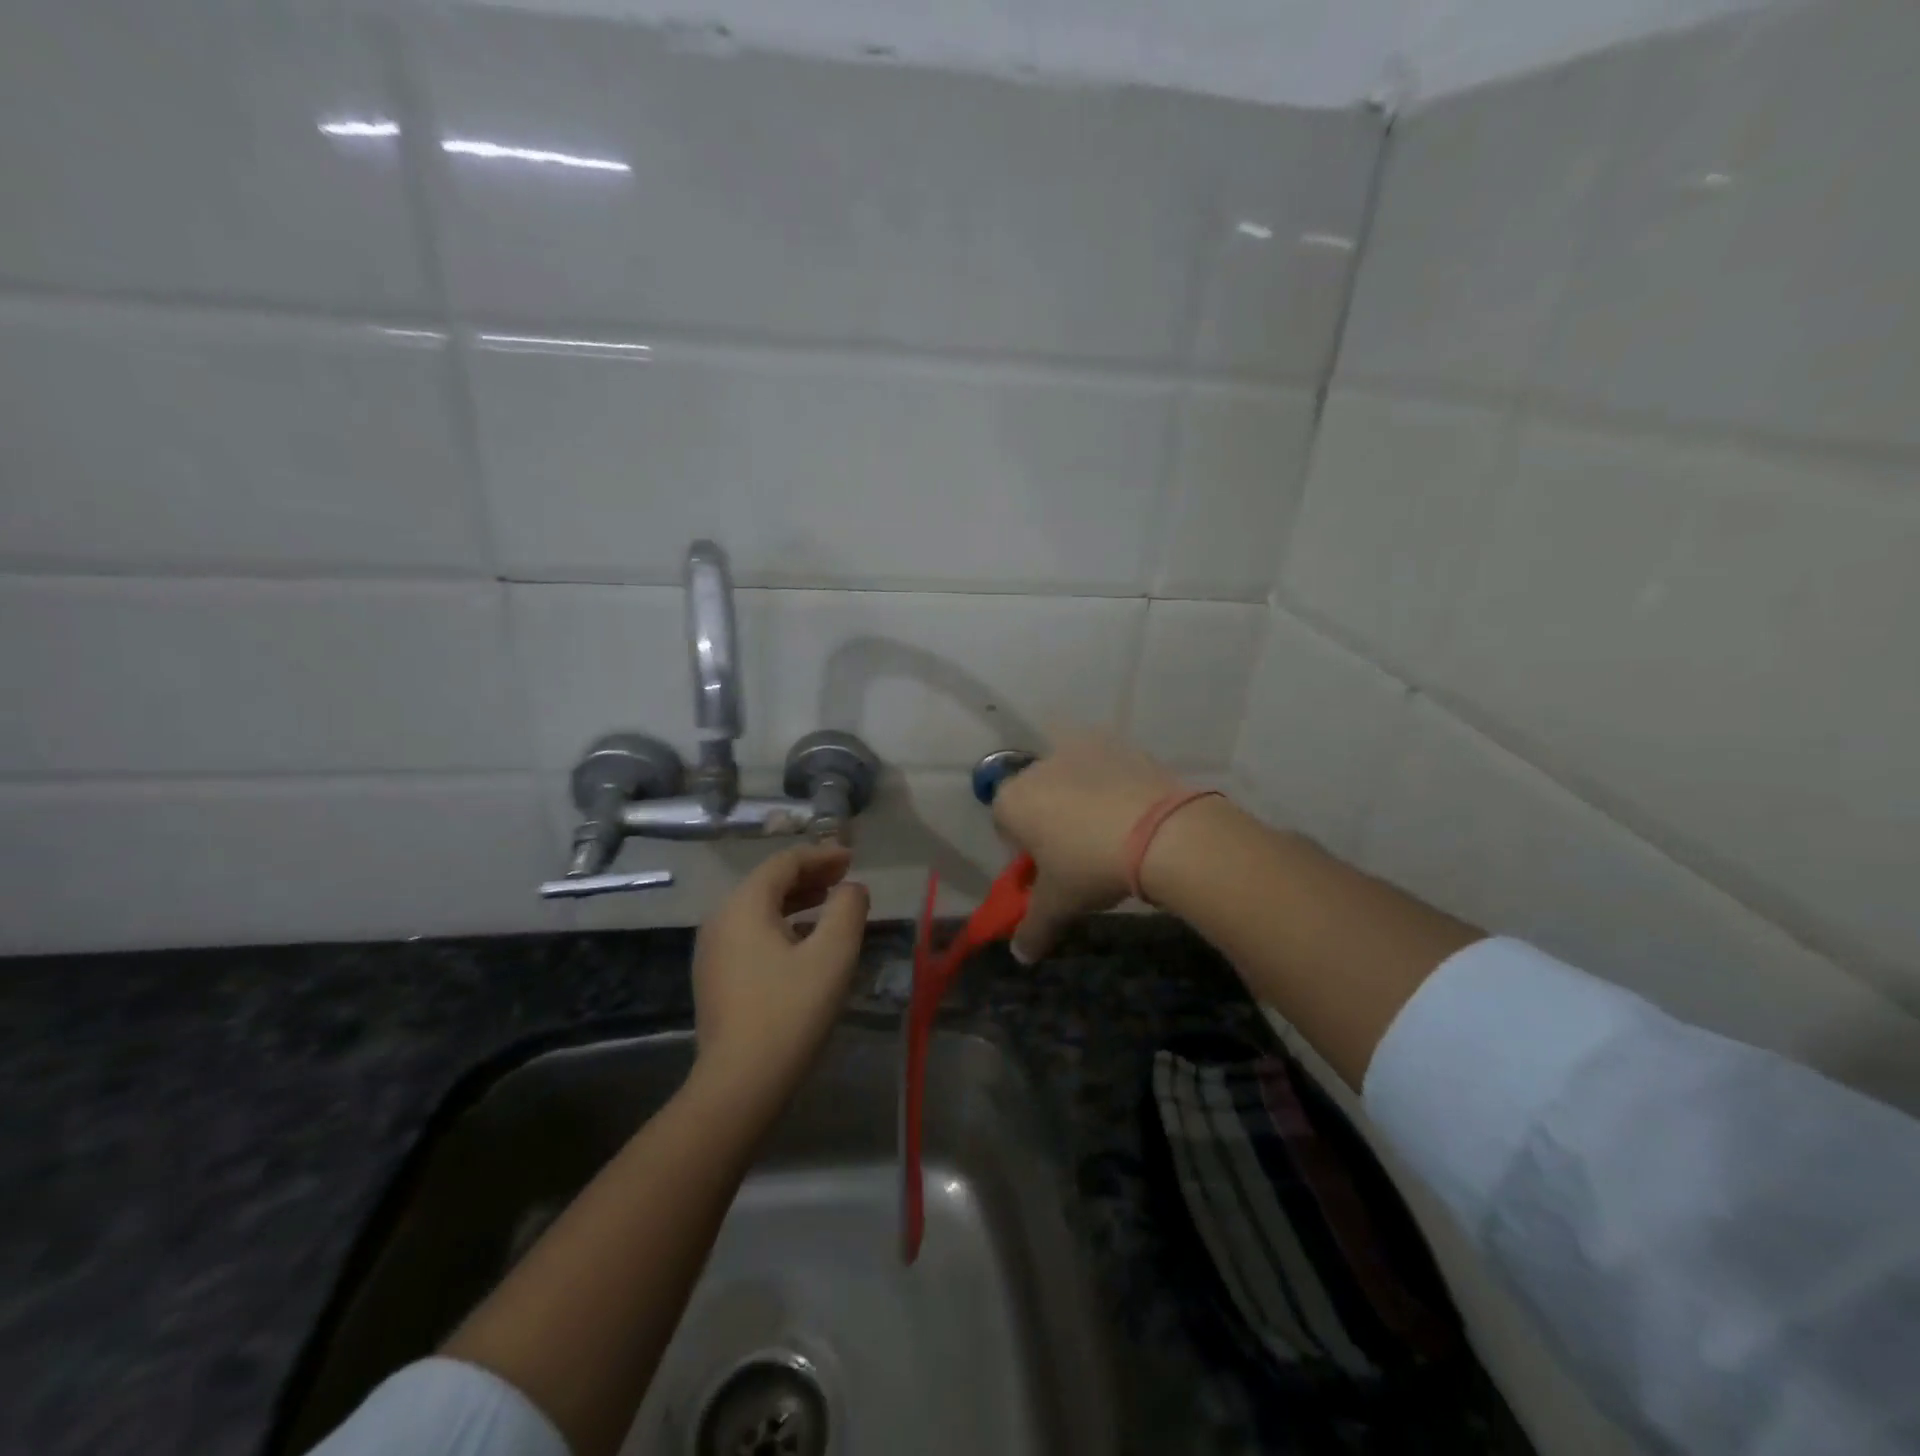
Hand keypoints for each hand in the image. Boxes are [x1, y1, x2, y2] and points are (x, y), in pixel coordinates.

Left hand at [690, 844, 869, 1107]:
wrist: (739, 1085)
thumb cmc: (790, 1011)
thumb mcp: (833, 954)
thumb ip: (848, 910)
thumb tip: (851, 889)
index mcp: (744, 906)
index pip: (784, 863)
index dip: (821, 856)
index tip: (852, 858)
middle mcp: (721, 920)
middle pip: (768, 883)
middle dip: (809, 876)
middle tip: (844, 879)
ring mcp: (713, 951)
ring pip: (759, 910)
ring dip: (796, 901)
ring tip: (830, 906)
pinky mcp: (716, 978)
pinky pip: (751, 935)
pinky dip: (781, 926)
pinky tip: (805, 944)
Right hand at [991, 728, 1182, 962]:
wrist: (1161, 832)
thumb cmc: (1089, 866)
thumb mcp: (1058, 905)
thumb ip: (1033, 928)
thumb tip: (1021, 955)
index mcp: (1013, 800)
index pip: (1004, 822)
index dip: (1022, 848)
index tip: (1047, 869)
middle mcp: (1039, 766)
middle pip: (1037, 796)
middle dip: (1051, 821)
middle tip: (1078, 855)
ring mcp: (1081, 750)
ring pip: (1072, 781)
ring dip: (1082, 803)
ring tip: (1112, 837)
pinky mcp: (1119, 746)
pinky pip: (1107, 771)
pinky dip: (1114, 789)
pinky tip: (1135, 817)